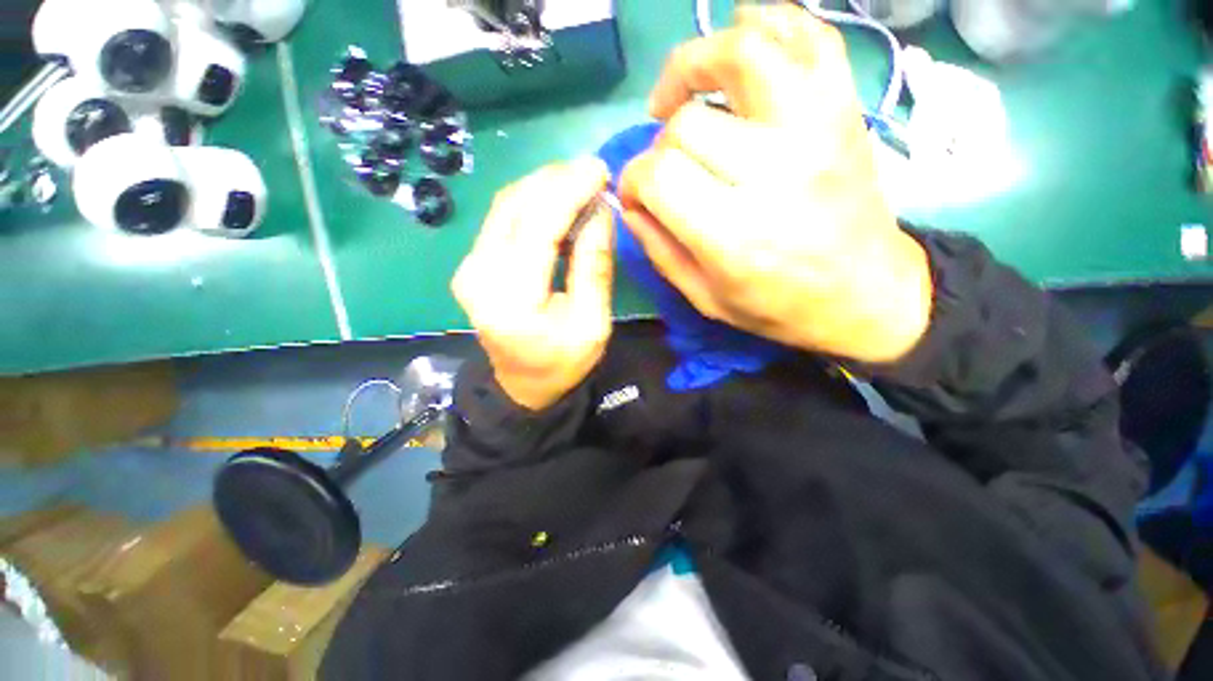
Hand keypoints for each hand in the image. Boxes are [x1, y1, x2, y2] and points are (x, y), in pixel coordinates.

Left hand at [452, 159, 614, 410]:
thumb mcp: (593, 324)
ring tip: (579, 181)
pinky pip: (501, 219)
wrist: (523, 385)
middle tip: (592, 172)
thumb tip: (600, 211)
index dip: (569, 191)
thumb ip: (594, 267)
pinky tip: (556, 200)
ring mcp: (469, 268)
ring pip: (505, 206)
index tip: (599, 169)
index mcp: (511, 299)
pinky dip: (531, 202)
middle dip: (556, 180)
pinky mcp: (472, 264)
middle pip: (514, 207)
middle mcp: (479, 276)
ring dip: (543, 186)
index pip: (537, 227)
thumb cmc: (563, 363)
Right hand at [619, 5, 932, 363]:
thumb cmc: (779, 307)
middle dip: (659, 145)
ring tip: (681, 92)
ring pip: (742, 52)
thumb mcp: (705, 299)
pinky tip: (741, 46)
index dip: (633, 181)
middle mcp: (773, 171)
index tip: (638, 197)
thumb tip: (630, 204)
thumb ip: (660, 251)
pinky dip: (768, 23)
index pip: (658, 174)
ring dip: (696, 60)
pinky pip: (808, 35)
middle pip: (687, 123)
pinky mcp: (843, 109)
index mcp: (733, 233)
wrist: (865, 295)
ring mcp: (815, 128)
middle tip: (666, 169)